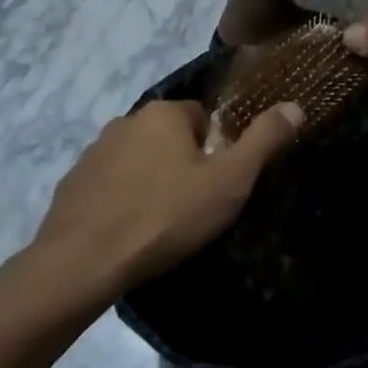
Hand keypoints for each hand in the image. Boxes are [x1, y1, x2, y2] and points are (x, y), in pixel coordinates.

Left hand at [35, 99, 302, 294]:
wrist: (83, 262)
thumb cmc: (166, 216)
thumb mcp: (229, 182)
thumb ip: (264, 141)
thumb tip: (295, 105)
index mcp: (163, 113)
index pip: (202, 118)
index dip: (216, 151)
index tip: (217, 186)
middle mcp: (126, 120)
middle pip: (169, 137)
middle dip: (183, 165)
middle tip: (192, 207)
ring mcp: (93, 151)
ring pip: (138, 159)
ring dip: (151, 181)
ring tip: (159, 223)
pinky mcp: (72, 183)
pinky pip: (109, 184)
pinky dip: (121, 199)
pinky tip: (127, 231)